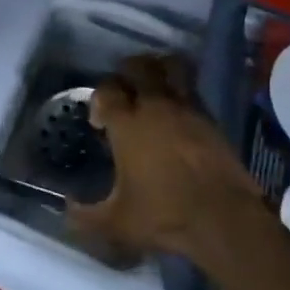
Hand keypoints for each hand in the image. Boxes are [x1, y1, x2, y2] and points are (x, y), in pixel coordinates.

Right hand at [68, 55, 268, 265]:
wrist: (223, 217)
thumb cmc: (165, 215)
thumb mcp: (117, 223)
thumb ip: (85, 217)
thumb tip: (66, 209)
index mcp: (128, 124)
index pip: (108, 90)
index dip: (99, 99)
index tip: (99, 121)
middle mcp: (155, 105)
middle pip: (138, 66)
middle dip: (127, 72)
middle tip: (124, 93)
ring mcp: (186, 107)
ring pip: (170, 68)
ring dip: (158, 71)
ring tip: (152, 89)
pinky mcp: (209, 117)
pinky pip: (190, 90)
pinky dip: (181, 92)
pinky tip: (177, 114)